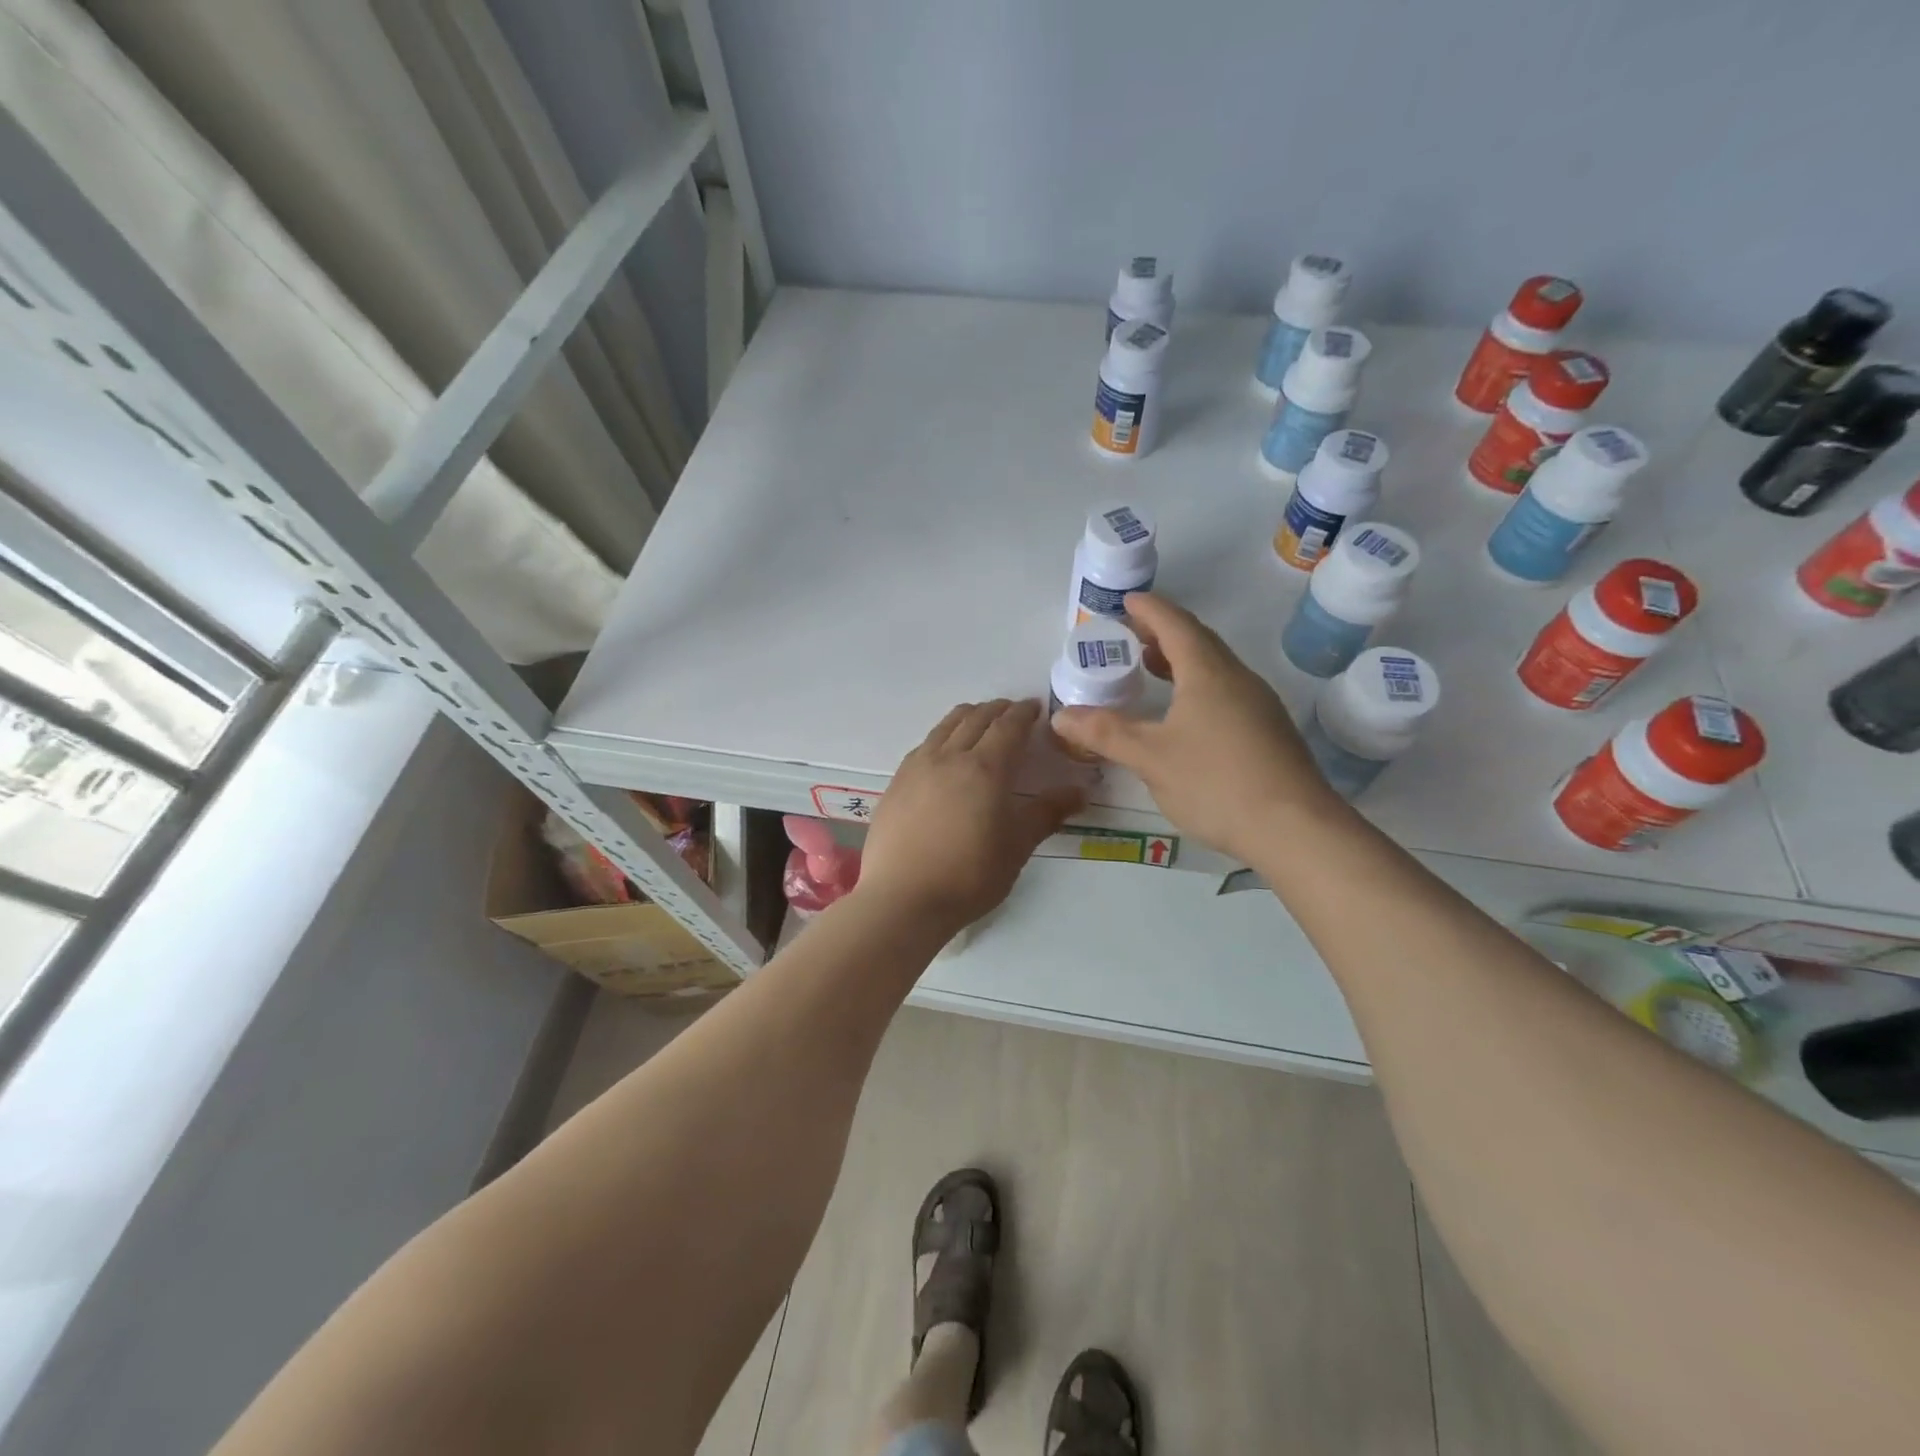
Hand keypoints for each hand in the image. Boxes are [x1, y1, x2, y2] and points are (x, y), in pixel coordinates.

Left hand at [858, 700, 1083, 930]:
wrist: (902, 899)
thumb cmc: (969, 875)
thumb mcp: (1017, 846)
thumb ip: (1047, 813)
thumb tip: (1080, 792)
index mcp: (986, 768)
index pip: (1009, 726)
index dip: (1024, 713)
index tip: (1036, 708)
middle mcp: (950, 756)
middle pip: (976, 718)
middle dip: (998, 710)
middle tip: (1013, 713)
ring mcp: (918, 766)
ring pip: (946, 725)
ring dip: (969, 716)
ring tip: (981, 722)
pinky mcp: (897, 781)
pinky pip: (926, 744)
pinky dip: (944, 736)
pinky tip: (945, 753)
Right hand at [1049, 594, 1347, 863]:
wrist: (1295, 829)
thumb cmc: (1216, 782)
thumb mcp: (1150, 758)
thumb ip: (1105, 733)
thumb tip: (1061, 716)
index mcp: (1208, 673)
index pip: (1175, 624)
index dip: (1149, 609)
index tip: (1127, 601)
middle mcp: (1237, 679)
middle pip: (1198, 641)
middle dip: (1163, 633)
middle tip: (1131, 636)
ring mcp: (1258, 705)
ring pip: (1214, 668)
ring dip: (1181, 661)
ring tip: (1151, 670)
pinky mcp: (1268, 732)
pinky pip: (1225, 692)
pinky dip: (1196, 687)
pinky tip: (1183, 715)